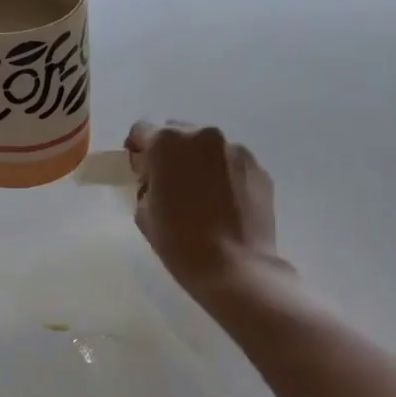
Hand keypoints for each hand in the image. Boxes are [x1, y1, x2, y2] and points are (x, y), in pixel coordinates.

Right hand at [126, 120, 284, 300]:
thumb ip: (146, 185)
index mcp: (166, 143)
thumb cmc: (180, 242)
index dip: (137, 148)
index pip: (142, 129)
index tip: (139, 168)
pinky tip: (224, 204)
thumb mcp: (144, 214)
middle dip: (170, 152)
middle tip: (170, 183)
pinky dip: (224, 175)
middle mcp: (202, 136)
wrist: (235, 267)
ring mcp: (235, 149)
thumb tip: (157, 179)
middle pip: (178, 133)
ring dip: (200, 162)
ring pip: (208, 148)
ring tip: (202, 196)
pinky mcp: (258, 167)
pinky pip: (232, 163)